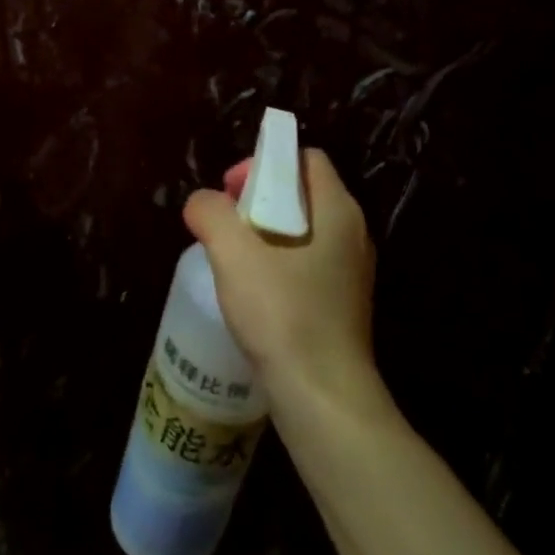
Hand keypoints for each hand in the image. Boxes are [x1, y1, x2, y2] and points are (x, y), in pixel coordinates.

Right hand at [183, 149, 383, 417]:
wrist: (322, 396)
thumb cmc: (282, 314)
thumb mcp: (233, 253)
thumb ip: (211, 214)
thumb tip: (202, 204)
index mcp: (337, 210)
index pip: (305, 158)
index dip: (265, 163)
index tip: (231, 191)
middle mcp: (353, 234)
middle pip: (302, 193)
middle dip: (258, 199)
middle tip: (225, 225)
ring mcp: (351, 272)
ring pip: (303, 232)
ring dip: (264, 235)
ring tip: (232, 260)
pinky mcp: (342, 304)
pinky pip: (307, 265)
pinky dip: (277, 265)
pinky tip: (252, 294)